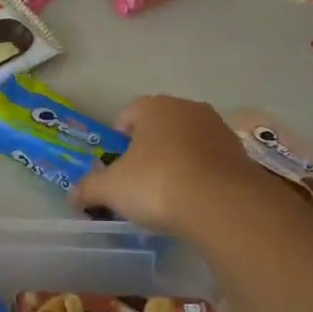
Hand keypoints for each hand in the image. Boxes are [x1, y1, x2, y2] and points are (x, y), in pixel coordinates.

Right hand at [69, 96, 262, 235]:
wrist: (222, 205)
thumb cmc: (157, 184)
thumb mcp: (111, 189)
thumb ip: (88, 189)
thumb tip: (72, 196)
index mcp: (154, 107)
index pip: (127, 115)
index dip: (117, 140)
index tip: (114, 166)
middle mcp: (188, 108)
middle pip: (159, 127)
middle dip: (147, 150)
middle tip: (137, 181)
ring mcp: (218, 129)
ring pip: (186, 143)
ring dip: (176, 161)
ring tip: (167, 194)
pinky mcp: (240, 154)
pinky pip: (210, 161)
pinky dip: (200, 175)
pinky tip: (193, 200)